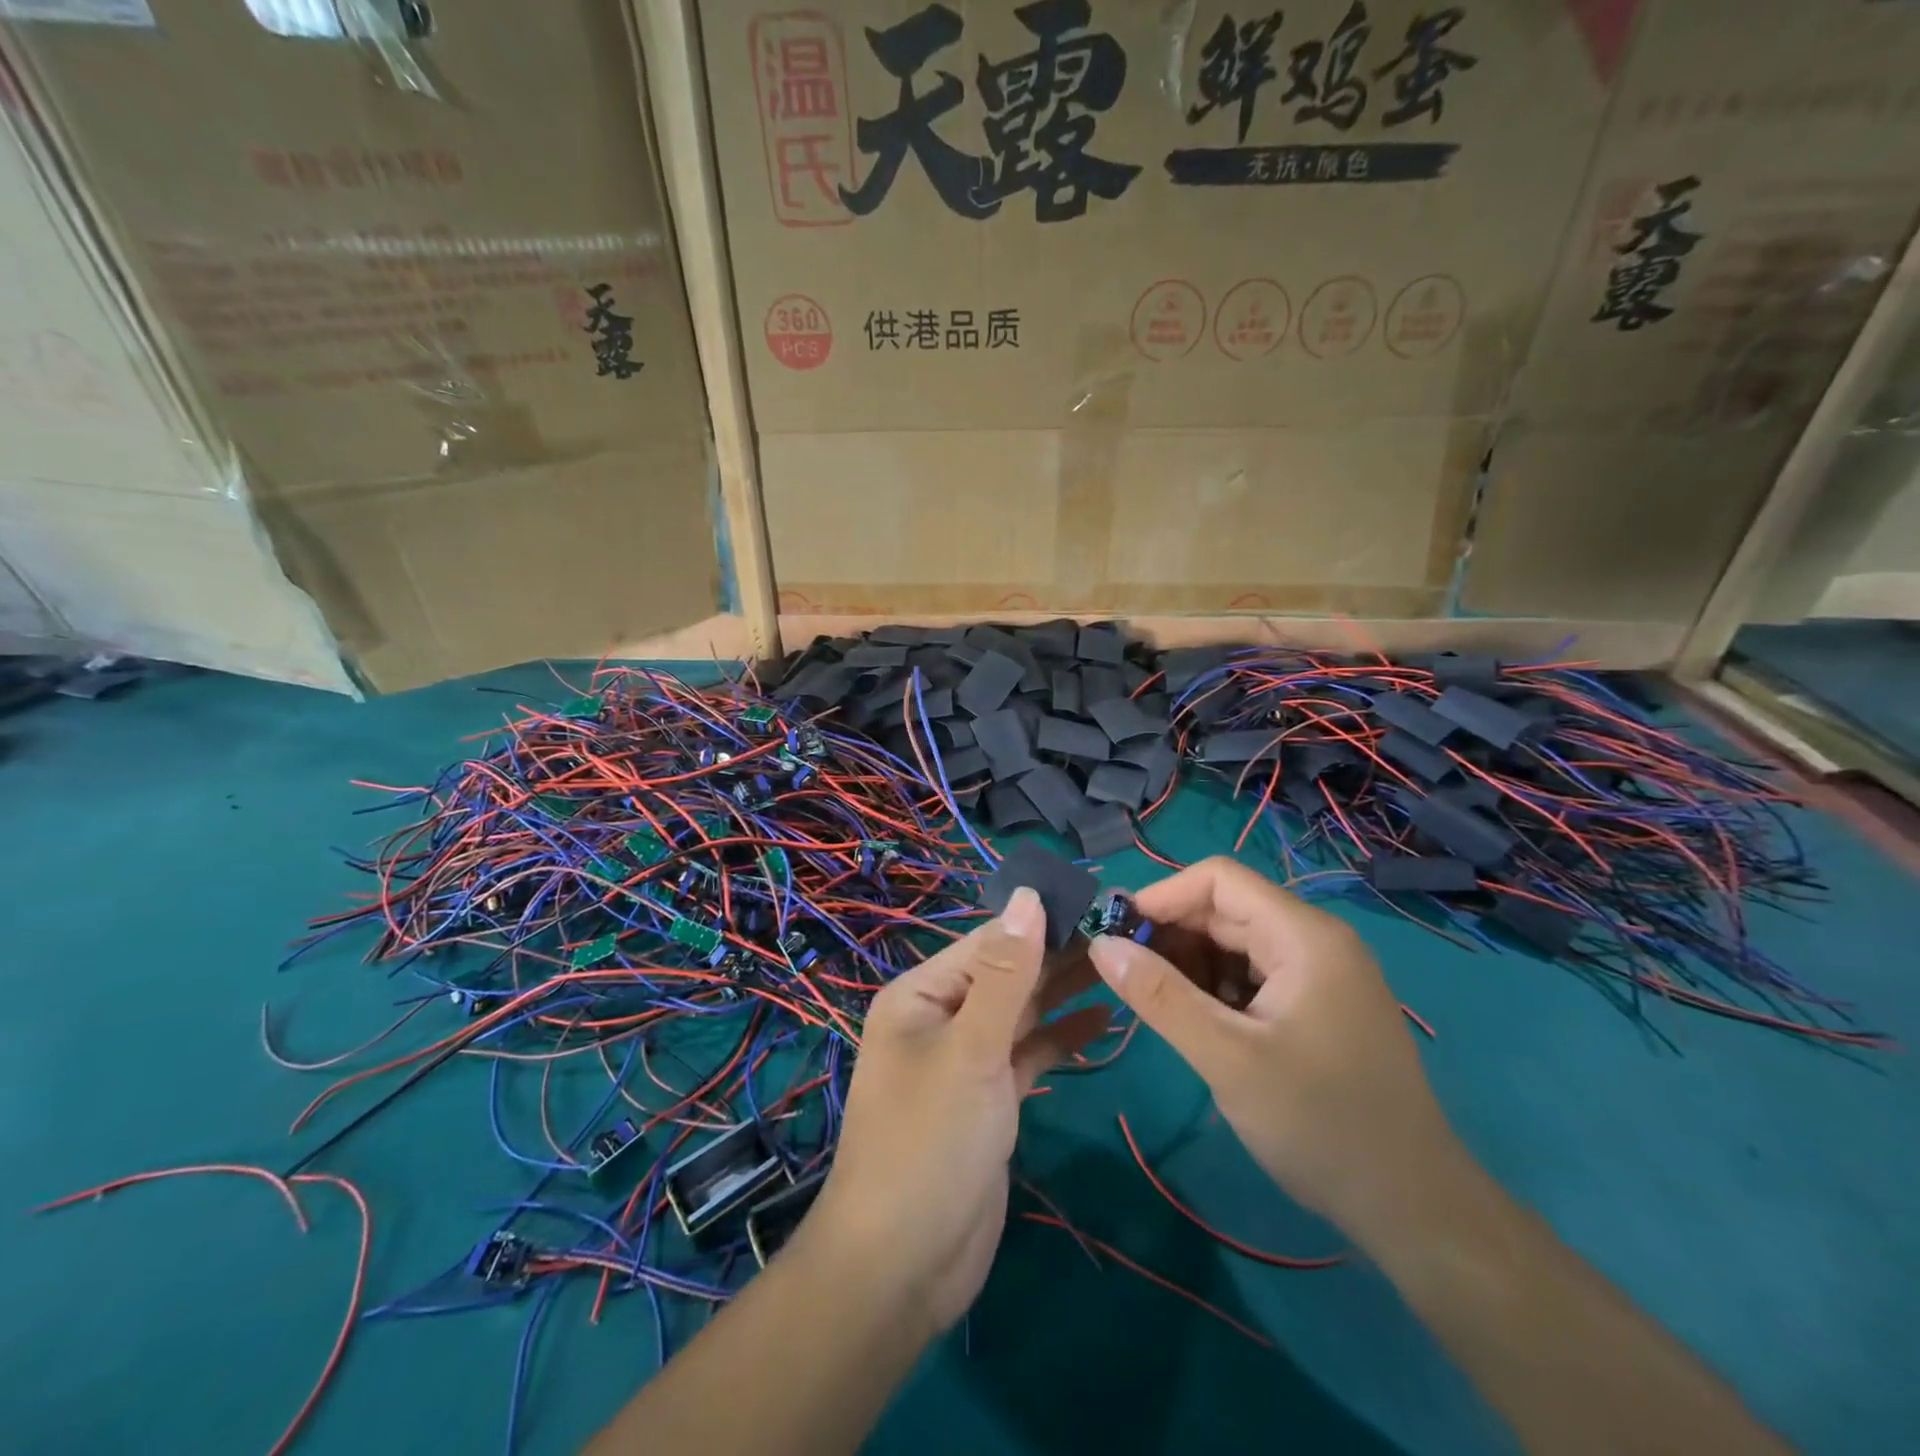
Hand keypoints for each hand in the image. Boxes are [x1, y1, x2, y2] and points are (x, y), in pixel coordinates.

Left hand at [807, 887, 1109, 1331]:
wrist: (904, 1264)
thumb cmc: (930, 1140)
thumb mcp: (971, 1047)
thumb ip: (1005, 973)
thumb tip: (1029, 897)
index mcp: (922, 994)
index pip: (989, 942)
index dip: (1041, 921)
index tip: (1099, 902)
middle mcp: (943, 1017)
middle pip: (1008, 975)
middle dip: (1059, 955)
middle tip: (1125, 933)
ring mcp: (967, 1059)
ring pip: (1022, 1013)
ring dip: (1065, 992)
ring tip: (1122, 966)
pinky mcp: (991, 1098)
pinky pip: (1029, 1053)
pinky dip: (1061, 1037)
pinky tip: (1104, 1021)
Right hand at [1086, 857, 1458, 1244]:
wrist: (1414, 1208)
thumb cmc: (1321, 1125)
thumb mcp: (1228, 1059)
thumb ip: (1160, 996)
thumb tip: (1100, 943)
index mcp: (1304, 935)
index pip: (1219, 879)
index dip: (1162, 896)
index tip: (1117, 934)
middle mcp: (1314, 940)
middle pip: (1226, 909)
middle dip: (1171, 933)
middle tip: (1126, 974)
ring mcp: (1320, 973)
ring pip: (1235, 943)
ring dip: (1190, 963)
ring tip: (1157, 1004)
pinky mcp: (1317, 1005)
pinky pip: (1253, 974)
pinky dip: (1216, 988)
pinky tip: (1197, 1022)